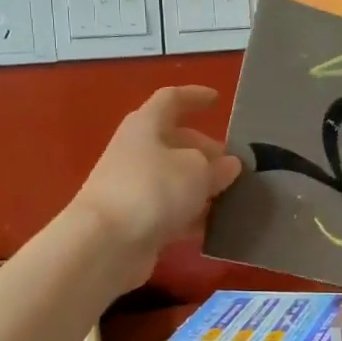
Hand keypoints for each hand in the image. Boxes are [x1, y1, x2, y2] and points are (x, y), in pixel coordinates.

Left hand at [72, 87, 242, 279]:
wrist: (104, 244)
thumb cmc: (152, 190)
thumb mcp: (197, 171)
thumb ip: (218, 166)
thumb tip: (229, 165)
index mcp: (147, 125)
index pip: (171, 99)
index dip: (194, 96)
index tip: (216, 99)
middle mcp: (138, 151)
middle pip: (177, 143)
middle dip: (208, 152)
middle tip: (236, 168)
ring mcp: (134, 187)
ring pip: (176, 179)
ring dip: (203, 187)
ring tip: (235, 197)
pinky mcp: (136, 220)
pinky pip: (171, 210)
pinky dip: (192, 214)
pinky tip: (216, 226)